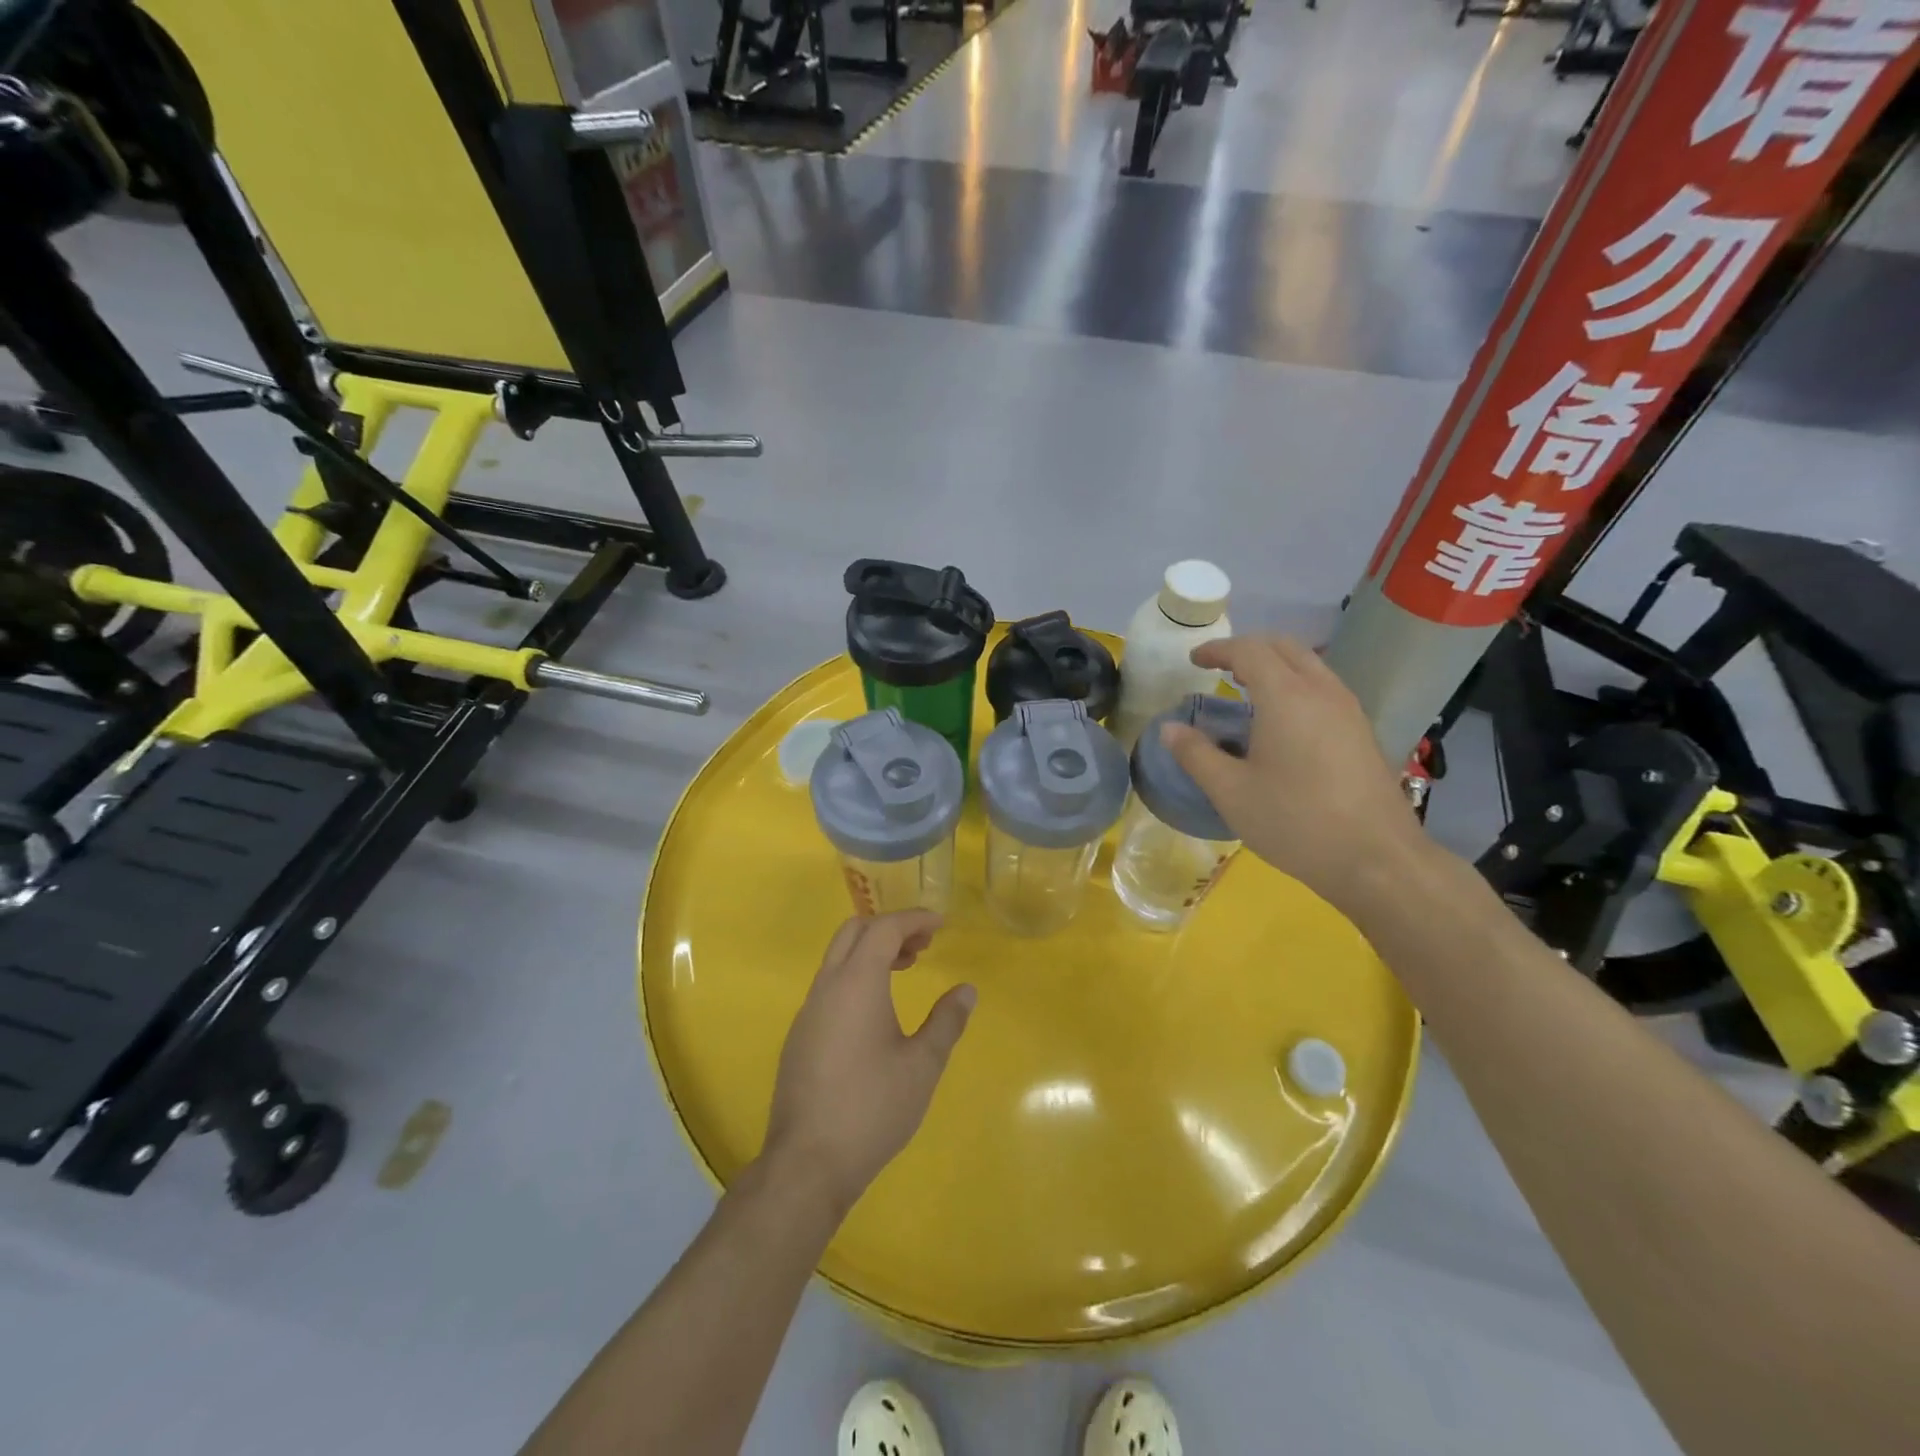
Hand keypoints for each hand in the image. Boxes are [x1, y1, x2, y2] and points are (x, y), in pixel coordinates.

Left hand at [761, 911, 974, 1214]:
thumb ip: (946, 1021)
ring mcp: (808, 1011)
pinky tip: (876, 1010)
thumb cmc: (872, 1108)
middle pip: (854, 932)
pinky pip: (829, 985)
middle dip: (890, 928)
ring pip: (838, 958)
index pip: (884, 928)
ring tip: (905, 970)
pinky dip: (856, 975)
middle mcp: (827, 987)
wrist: (808, 1162)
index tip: (941, 924)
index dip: (914, 919)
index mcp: (856, 983)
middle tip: (923, 945)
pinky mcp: (800, 1036)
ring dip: (871, 952)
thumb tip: (966, 990)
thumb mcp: (922, 1065)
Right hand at [1160, 636, 1425, 912]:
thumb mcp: (1231, 792)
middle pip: (1284, 647)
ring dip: (1275, 666)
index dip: (1218, 650)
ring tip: (1247, 691)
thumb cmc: (1295, 822)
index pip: (1249, 651)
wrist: (1377, 859)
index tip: (1194, 660)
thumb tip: (1168, 729)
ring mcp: (1349, 710)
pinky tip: (1282, 722)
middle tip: (1219, 669)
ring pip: (1310, 665)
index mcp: (1286, 697)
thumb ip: (1196, 755)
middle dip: (1248, 649)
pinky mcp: (1362, 732)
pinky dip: (1295, 685)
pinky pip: (1324, 688)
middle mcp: (1321, 691)